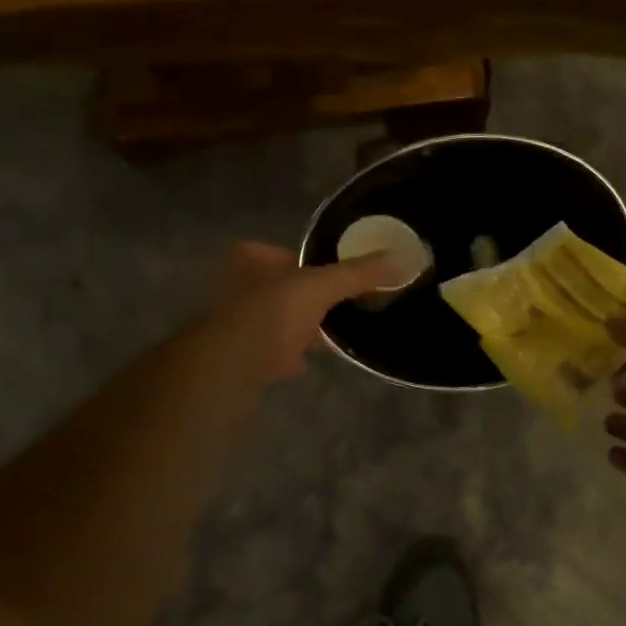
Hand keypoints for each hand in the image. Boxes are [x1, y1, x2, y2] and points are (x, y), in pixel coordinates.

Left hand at [206, 241, 400, 383]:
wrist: (224, 373)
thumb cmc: (267, 317)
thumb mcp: (318, 288)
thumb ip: (357, 274)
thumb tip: (401, 260)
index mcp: (248, 260)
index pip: (282, 252)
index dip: (308, 262)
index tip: (336, 277)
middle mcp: (235, 288)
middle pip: (280, 288)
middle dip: (305, 299)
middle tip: (338, 307)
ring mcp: (232, 325)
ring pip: (274, 321)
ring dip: (297, 328)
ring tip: (329, 336)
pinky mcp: (236, 359)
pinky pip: (268, 353)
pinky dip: (286, 356)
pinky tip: (306, 364)